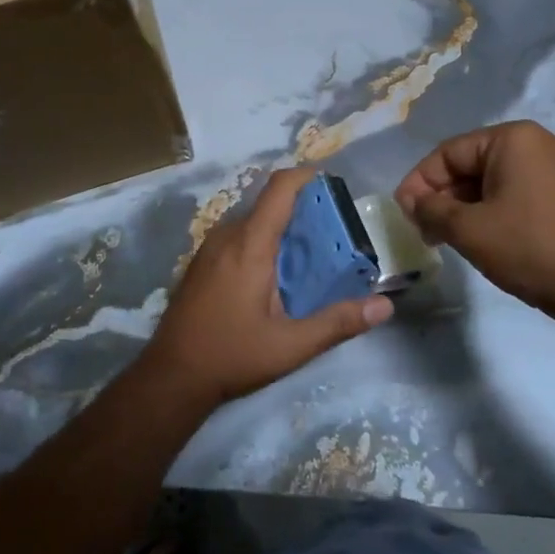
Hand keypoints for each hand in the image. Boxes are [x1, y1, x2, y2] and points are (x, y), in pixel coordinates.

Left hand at [140, 168, 392, 407]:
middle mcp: (228, 235)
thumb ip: (338, 323)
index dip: (307, 177)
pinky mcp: (202, 262)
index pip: (279, 188)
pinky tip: (275, 274)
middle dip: (303, 209)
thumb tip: (384, 306)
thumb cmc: (232, 356)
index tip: (334, 187)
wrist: (170, 377)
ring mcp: (210, 247)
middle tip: (334, 233)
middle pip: (269, 203)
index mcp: (250, 244)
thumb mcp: (291, 345)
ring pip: (253, 220)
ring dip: (281, 227)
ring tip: (310, 254)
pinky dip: (262, 240)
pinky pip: (238, 235)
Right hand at [396, 121, 554, 321]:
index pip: (449, 153)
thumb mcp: (469, 229)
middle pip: (471, 164)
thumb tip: (412, 202)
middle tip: (423, 229)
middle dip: (442, 196)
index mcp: (513, 139)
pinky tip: (480, 236)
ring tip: (446, 237)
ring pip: (492, 180)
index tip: (403, 212)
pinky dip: (491, 210)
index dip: (419, 182)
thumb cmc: (528, 247)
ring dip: (464, 206)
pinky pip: (516, 192)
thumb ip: (431, 209)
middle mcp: (536, 143)